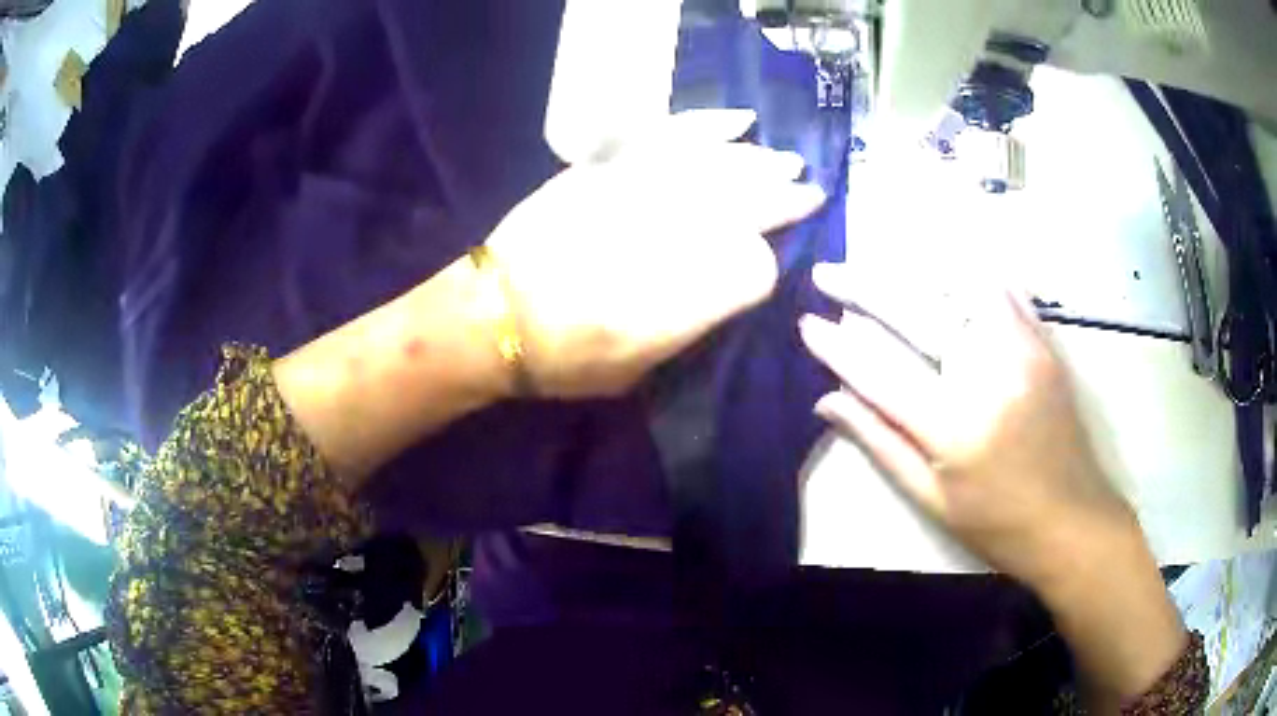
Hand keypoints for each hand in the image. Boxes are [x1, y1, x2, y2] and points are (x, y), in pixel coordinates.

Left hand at [484, 109, 825, 397]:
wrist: (492, 316)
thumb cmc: (564, 358)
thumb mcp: (639, 369)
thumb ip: (692, 322)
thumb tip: (731, 278)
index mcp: (678, 300)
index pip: (754, 268)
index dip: (769, 264)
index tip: (771, 264)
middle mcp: (666, 239)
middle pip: (745, 206)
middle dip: (783, 198)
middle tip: (809, 192)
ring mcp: (638, 194)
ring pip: (718, 166)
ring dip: (760, 162)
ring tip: (787, 160)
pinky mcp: (610, 168)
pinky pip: (670, 138)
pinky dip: (708, 127)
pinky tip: (739, 121)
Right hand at [799, 265, 1137, 593]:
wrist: (1072, 520)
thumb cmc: (997, 523)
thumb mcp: (931, 499)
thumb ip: (880, 443)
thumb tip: (827, 400)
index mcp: (956, 427)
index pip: (881, 371)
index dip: (838, 346)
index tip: (806, 323)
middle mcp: (990, 374)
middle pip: (916, 313)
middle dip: (863, 287)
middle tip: (827, 272)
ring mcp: (1022, 350)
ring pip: (959, 285)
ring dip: (912, 267)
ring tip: (877, 259)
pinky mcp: (1043, 342)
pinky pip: (1002, 288)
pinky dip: (965, 270)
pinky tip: (940, 262)